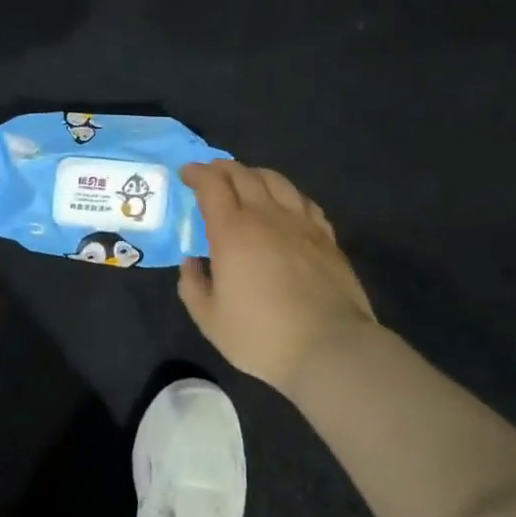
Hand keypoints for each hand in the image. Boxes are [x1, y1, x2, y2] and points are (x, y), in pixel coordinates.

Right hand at [178, 160, 380, 394]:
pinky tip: (284, 203)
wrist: (330, 348)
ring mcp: (301, 224)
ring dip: (254, 174)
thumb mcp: (209, 319)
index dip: (196, 174)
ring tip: (246, 180)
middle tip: (210, 174)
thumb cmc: (261, 335)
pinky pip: (303, 200)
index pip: (212, 185)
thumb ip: (192, 285)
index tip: (186, 174)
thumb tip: (192, 262)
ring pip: (276, 181)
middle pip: (243, 174)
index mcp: (232, 231)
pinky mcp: (327, 237)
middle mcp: (266, 216)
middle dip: (222, 168)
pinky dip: (286, 193)